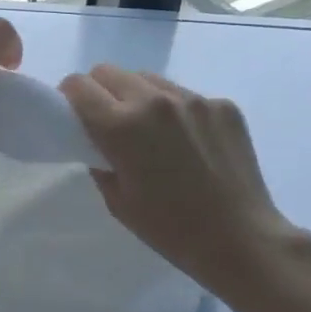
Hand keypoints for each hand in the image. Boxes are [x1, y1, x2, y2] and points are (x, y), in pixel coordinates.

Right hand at [60, 64, 310, 291]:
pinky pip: (185, 95)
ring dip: (139, 96)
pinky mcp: (222, 104)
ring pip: (148, 79)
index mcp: (121, 126)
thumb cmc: (170, 230)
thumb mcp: (117, 201)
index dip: (70, 97)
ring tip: (153, 132)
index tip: (74, 115)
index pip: (78, 85)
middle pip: (109, 71)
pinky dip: (177, 111)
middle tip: (110, 123)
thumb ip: (99, 159)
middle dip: (101, 91)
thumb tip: (97, 140)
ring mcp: (193, 99)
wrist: (241, 240)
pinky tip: (190, 143)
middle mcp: (155, 100)